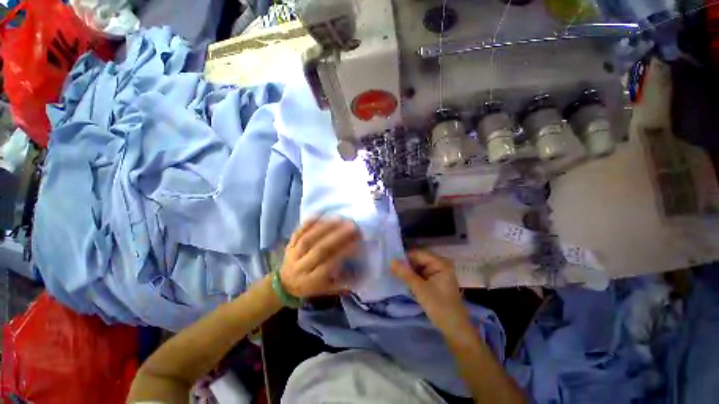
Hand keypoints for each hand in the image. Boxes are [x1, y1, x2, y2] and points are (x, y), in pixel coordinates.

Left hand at [280, 218, 359, 298]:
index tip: (358, 243)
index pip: (328, 265)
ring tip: (340, 219)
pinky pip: (297, 232)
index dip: (343, 253)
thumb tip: (360, 272)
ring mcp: (293, 254)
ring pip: (308, 238)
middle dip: (337, 237)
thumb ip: (341, 283)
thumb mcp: (325, 291)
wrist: (283, 285)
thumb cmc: (310, 287)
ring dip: (325, 227)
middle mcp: (301, 267)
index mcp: (311, 280)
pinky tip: (319, 214)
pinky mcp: (289, 244)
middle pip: (319, 250)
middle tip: (352, 226)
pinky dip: (308, 223)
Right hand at [391, 250, 471, 334]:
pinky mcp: (435, 283)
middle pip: (419, 260)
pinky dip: (413, 278)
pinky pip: (421, 276)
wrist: (454, 329)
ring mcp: (437, 275)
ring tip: (394, 273)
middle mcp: (439, 266)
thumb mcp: (420, 288)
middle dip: (406, 265)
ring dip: (408, 272)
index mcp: (440, 264)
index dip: (405, 257)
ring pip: (418, 268)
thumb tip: (391, 261)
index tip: (391, 261)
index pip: (419, 254)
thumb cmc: (439, 306)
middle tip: (391, 268)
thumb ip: (405, 274)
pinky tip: (403, 281)